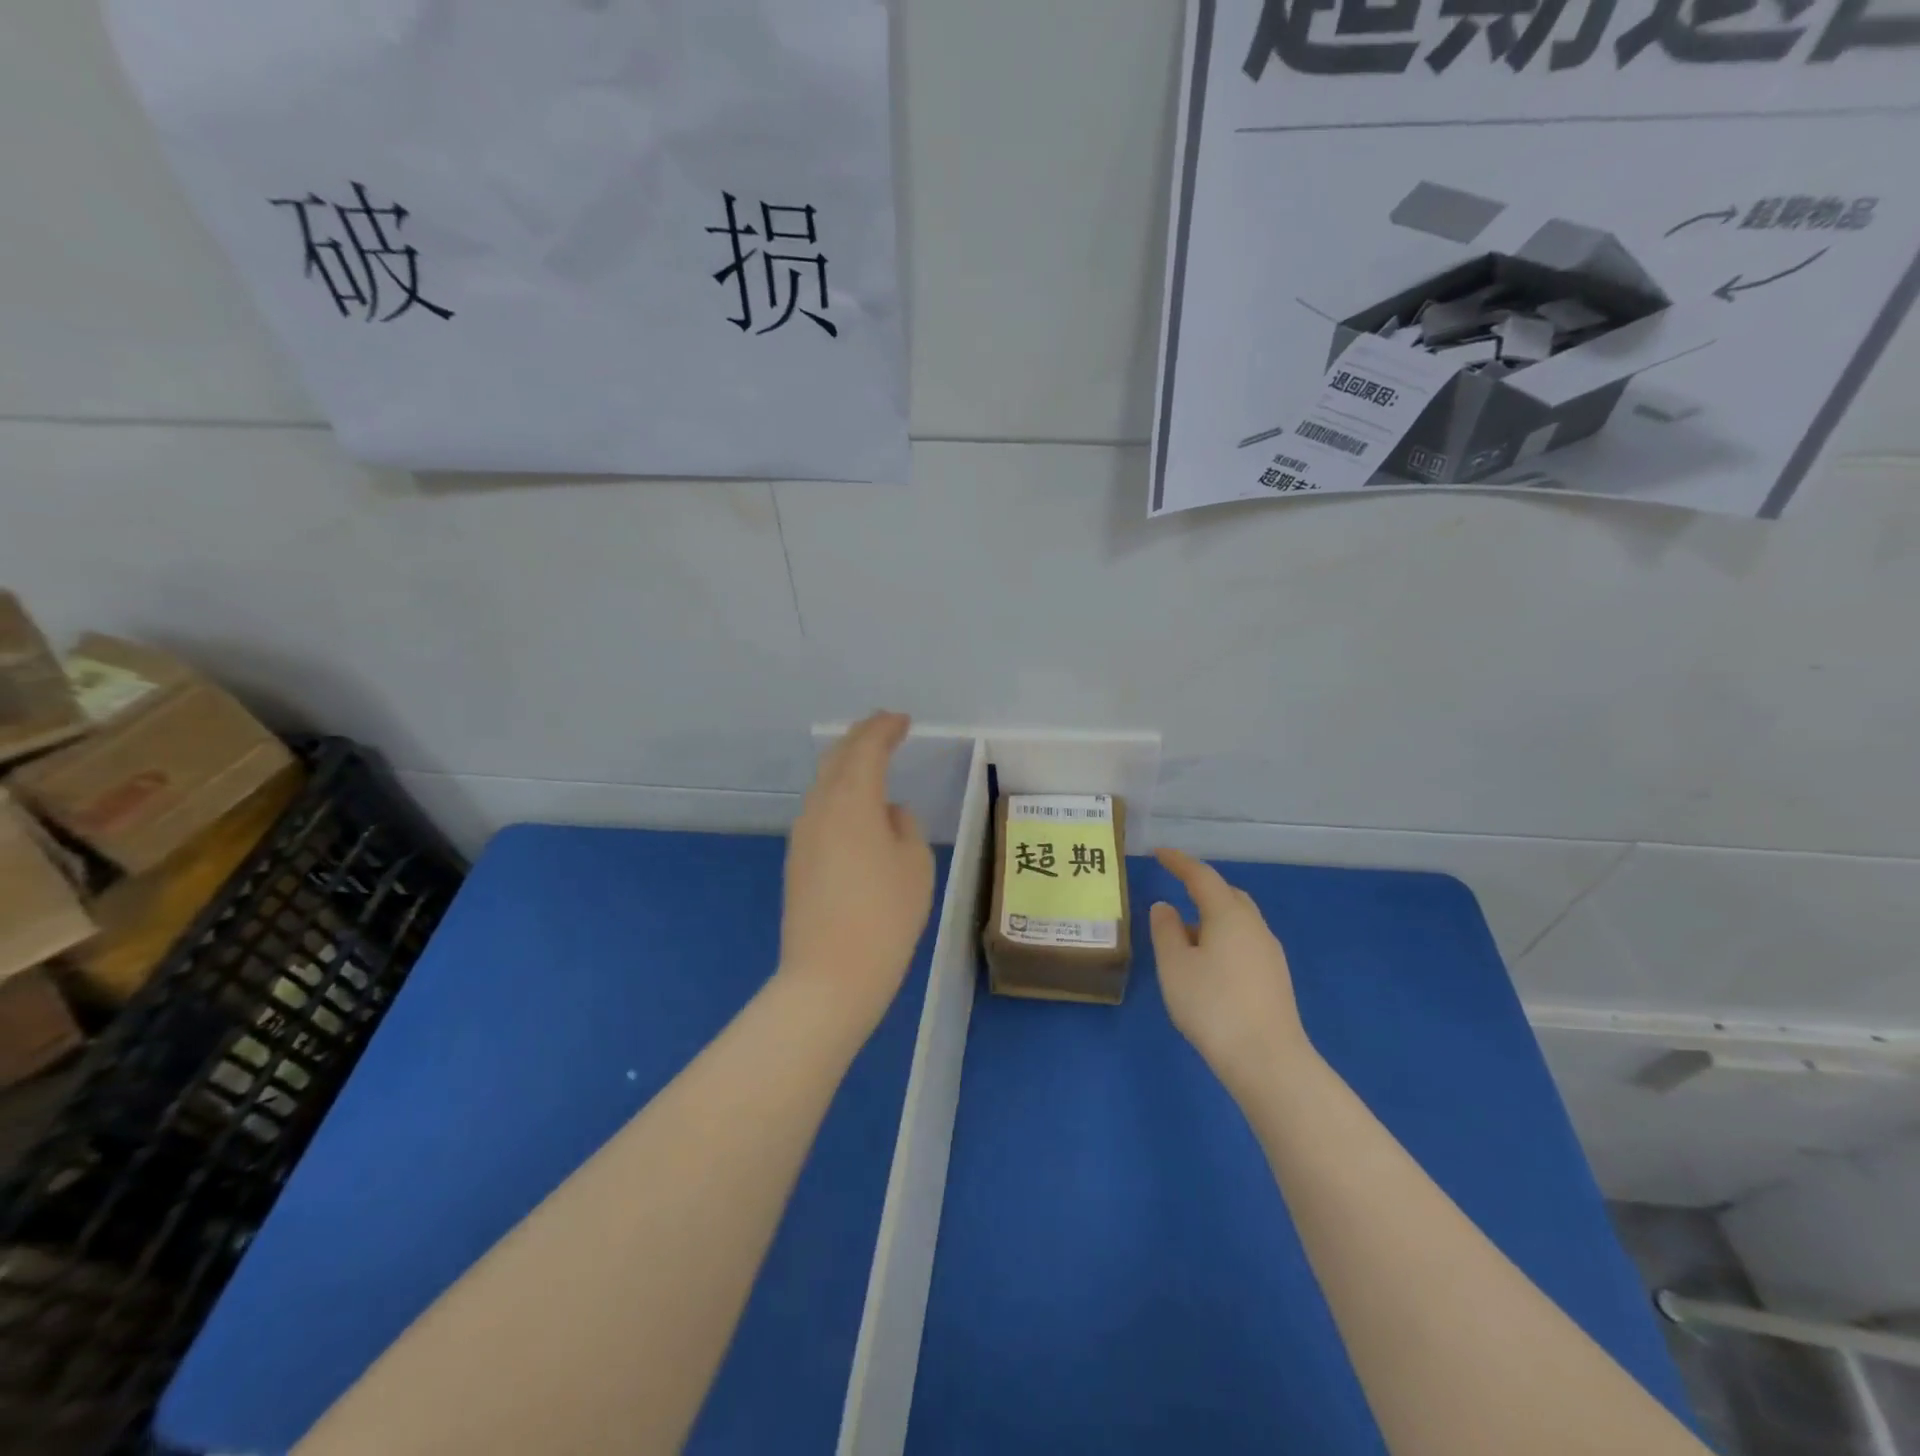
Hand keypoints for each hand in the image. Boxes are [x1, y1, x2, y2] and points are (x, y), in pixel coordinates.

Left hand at [780, 712, 934, 1024]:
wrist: (830, 976)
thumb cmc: (885, 916)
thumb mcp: (914, 865)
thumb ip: (904, 826)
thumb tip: (887, 813)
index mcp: (852, 801)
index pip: (866, 749)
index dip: (884, 729)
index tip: (902, 720)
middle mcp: (820, 809)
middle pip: (837, 759)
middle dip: (861, 738)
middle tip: (884, 728)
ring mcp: (803, 835)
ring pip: (824, 784)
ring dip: (847, 765)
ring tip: (871, 761)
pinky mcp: (797, 860)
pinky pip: (820, 811)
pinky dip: (839, 794)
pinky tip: (855, 808)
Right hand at [1149, 848, 1312, 1097]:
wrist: (1268, 1060)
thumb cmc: (1212, 1005)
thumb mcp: (1174, 966)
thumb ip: (1165, 930)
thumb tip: (1165, 907)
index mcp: (1228, 914)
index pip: (1201, 876)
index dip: (1179, 862)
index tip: (1159, 853)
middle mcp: (1254, 926)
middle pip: (1227, 895)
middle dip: (1201, 888)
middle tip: (1176, 889)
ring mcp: (1269, 953)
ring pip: (1237, 920)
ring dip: (1211, 917)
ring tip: (1184, 935)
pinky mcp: (1275, 978)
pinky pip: (1244, 942)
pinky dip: (1222, 939)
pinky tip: (1207, 964)